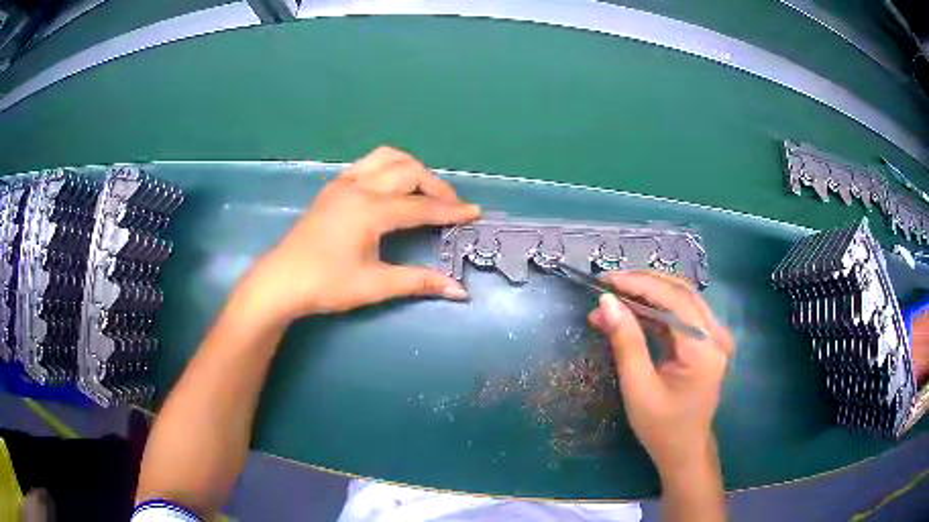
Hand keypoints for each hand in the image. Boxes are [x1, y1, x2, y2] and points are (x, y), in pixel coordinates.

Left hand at [236, 146, 480, 322]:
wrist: (281, 281)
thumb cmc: (326, 284)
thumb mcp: (374, 285)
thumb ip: (418, 282)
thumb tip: (458, 291)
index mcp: (370, 210)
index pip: (420, 207)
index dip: (450, 211)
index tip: (474, 213)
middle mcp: (359, 187)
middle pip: (408, 172)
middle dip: (435, 186)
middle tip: (452, 207)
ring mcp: (343, 183)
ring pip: (387, 158)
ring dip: (412, 169)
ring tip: (425, 190)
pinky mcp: (333, 187)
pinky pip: (369, 164)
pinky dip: (389, 168)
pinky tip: (393, 187)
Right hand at [588, 271, 733, 477]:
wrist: (684, 450)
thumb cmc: (661, 427)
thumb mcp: (638, 389)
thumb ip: (626, 342)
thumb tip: (607, 302)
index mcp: (705, 350)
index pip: (675, 300)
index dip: (640, 284)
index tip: (606, 280)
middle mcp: (717, 335)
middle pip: (681, 292)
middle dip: (643, 283)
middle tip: (608, 284)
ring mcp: (715, 336)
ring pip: (681, 297)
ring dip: (648, 292)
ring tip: (614, 296)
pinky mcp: (707, 340)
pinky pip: (681, 313)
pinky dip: (655, 308)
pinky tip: (631, 312)